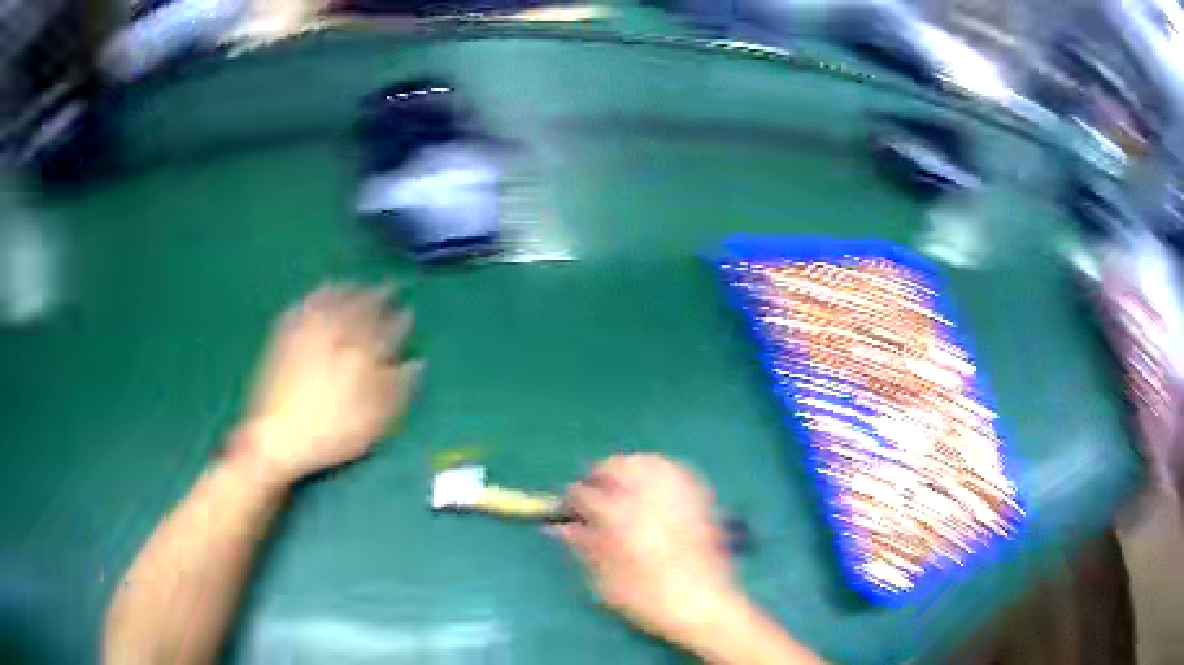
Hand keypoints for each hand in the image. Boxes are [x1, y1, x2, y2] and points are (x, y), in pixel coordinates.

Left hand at [233, 282, 423, 485]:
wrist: (277, 436)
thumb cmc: (330, 433)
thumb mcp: (372, 420)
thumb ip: (397, 389)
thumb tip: (417, 363)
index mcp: (360, 353)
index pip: (386, 329)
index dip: (400, 319)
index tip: (408, 309)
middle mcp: (335, 335)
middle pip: (358, 307)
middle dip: (375, 295)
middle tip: (387, 285)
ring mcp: (307, 333)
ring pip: (330, 301)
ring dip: (345, 289)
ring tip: (353, 284)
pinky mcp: (284, 338)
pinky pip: (303, 307)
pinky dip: (313, 297)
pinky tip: (315, 295)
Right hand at [554, 454, 741, 646]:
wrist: (704, 603)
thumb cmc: (647, 597)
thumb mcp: (604, 578)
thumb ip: (582, 545)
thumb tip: (560, 527)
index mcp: (618, 514)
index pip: (582, 494)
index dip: (569, 501)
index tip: (565, 511)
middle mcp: (647, 494)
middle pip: (615, 465)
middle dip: (599, 477)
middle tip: (593, 497)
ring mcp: (677, 491)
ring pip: (645, 461)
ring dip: (628, 470)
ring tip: (621, 490)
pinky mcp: (700, 496)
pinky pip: (674, 469)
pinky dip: (657, 472)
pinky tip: (653, 491)